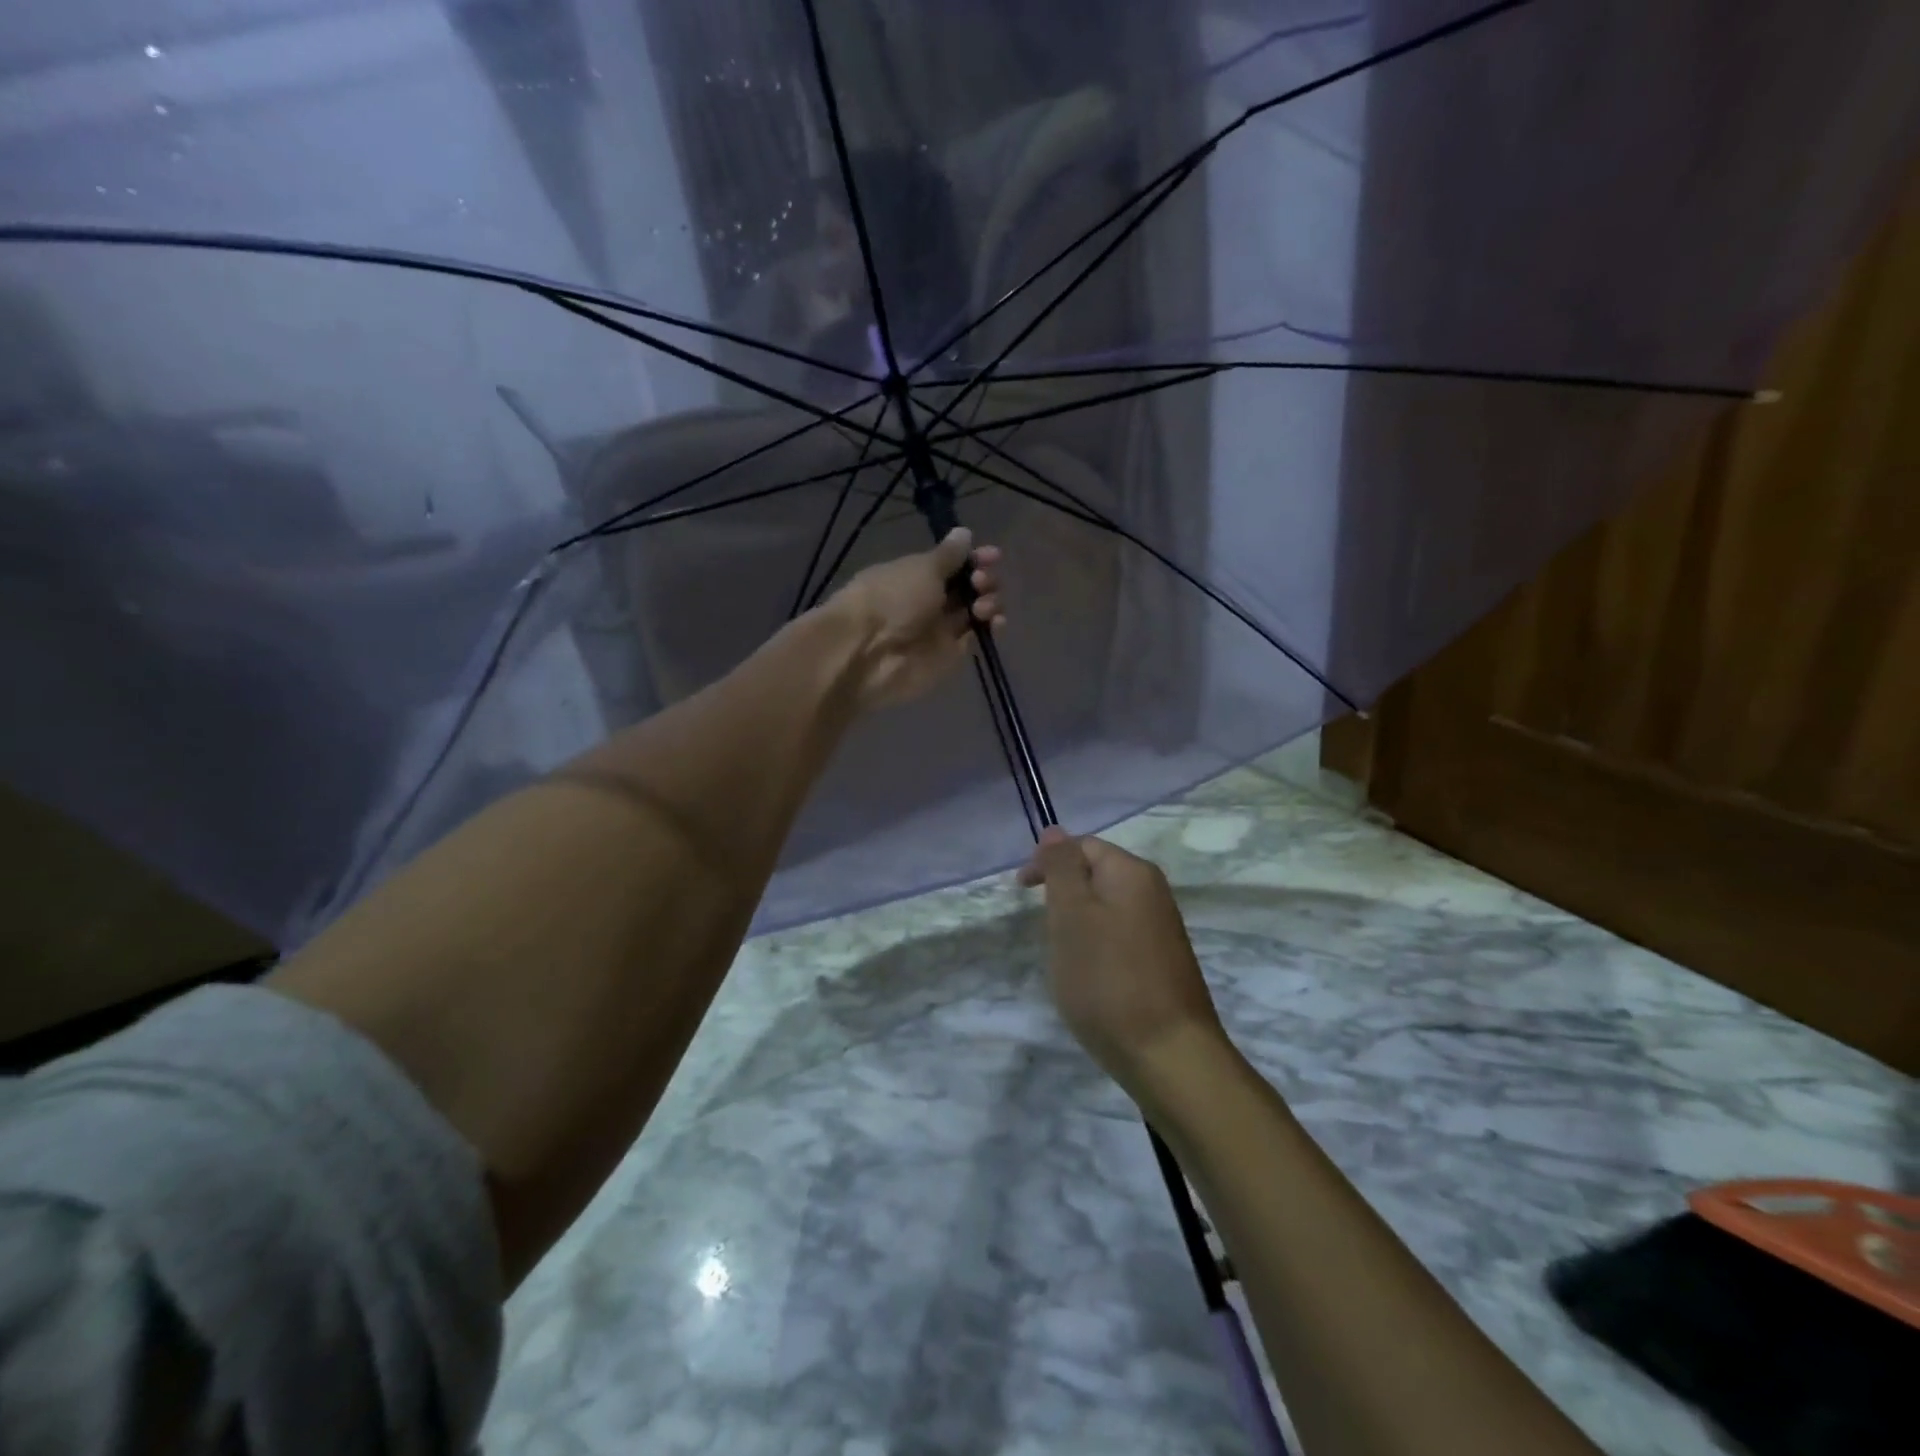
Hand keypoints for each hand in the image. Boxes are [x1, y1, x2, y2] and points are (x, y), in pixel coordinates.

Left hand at [826, 528, 1003, 711]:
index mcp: (917, 574)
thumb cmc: (892, 598)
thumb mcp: (922, 568)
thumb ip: (949, 555)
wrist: (867, 652)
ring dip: (989, 602)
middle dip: (984, 579)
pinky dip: (991, 628)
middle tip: (980, 582)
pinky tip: (995, 622)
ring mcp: (940, 629)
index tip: (993, 555)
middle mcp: (930, 600)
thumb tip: (964, 533)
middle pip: (969, 587)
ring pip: (976, 611)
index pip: (954, 563)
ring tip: (982, 606)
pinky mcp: (950, 655)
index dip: (975, 558)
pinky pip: (977, 638)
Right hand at [1019, 829, 1231, 1098]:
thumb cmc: (1108, 980)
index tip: (1020, 893)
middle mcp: (1153, 892)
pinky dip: (1096, 947)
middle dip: (1062, 895)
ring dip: (1077, 924)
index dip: (1047, 863)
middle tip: (1044, 931)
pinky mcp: (1163, 961)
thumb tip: (1054, 831)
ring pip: (1105, 908)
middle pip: (1095, 875)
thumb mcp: (1071, 916)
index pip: (1082, 846)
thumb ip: (1061, 868)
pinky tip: (1090, 978)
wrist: (1169, 1056)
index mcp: (1132, 872)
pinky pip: (1119, 936)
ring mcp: (1162, 928)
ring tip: (1063, 958)